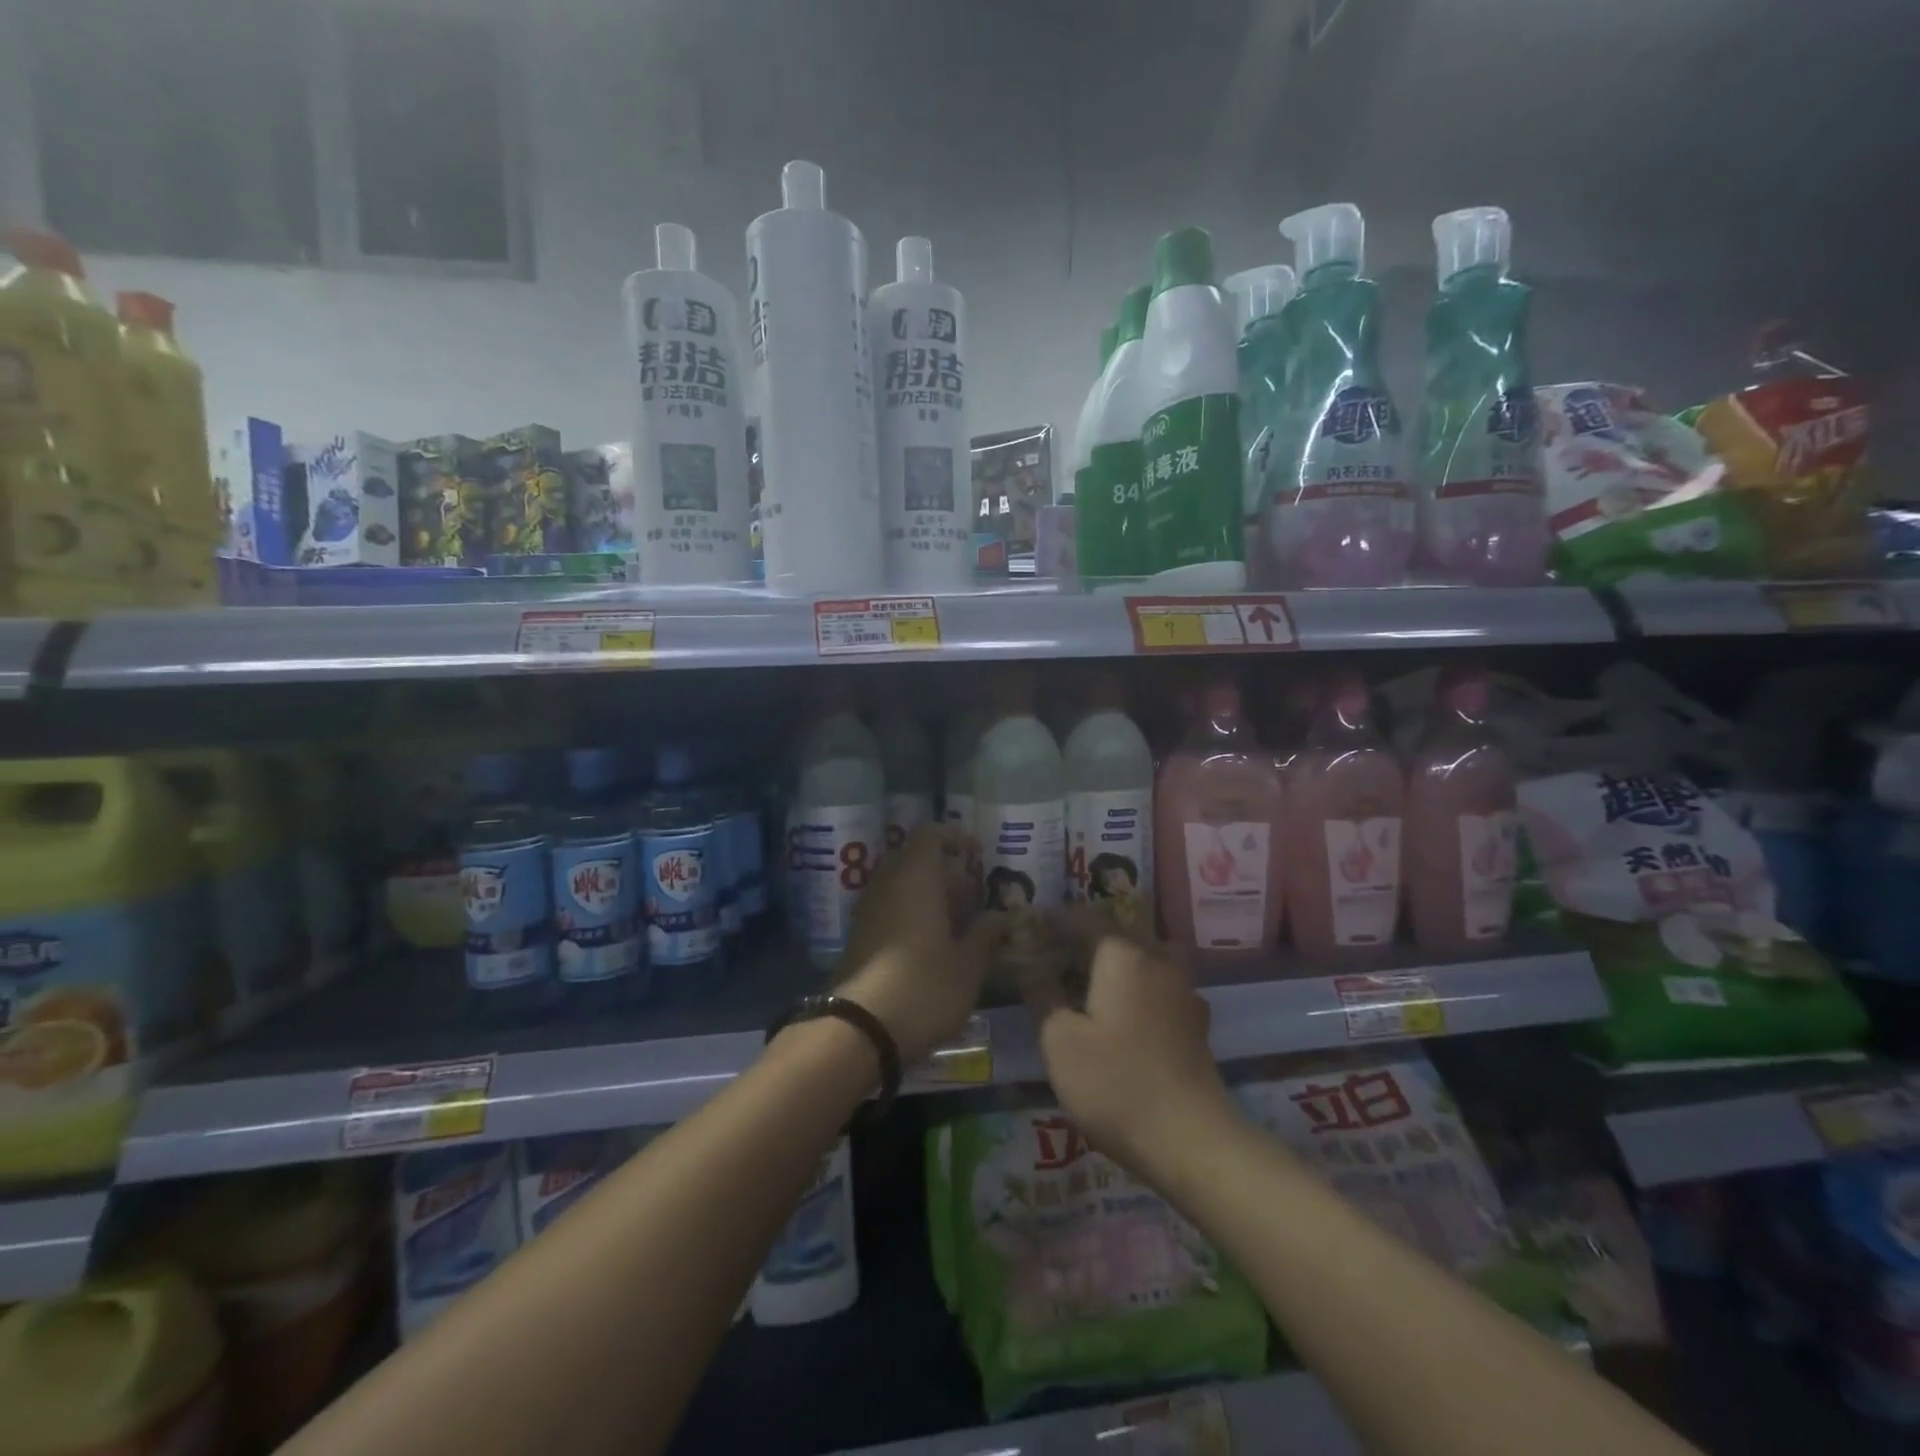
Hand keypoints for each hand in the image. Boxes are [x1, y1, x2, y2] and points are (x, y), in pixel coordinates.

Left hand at [837, 823, 1007, 1064]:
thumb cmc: (923, 988)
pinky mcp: (859, 936)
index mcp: (915, 877)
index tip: (977, 855)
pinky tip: (932, 945)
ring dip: (929, 894)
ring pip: (901, 884)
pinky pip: (889, 907)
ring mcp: (867, 910)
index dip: (955, 837)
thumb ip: (986, 934)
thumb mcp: (968, 965)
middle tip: (973, 896)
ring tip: (958, 924)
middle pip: (915, 858)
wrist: (859, 1030)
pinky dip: (911, 913)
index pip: (930, 834)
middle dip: (945, 871)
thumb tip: (1001, 916)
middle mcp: (886, 884)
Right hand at [1020, 910, 1237, 1176]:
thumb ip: (1043, 994)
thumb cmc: (1115, 1083)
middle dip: (1089, 935)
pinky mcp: (1196, 1021)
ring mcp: (1183, 990)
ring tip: (1096, 975)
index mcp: (1122, 955)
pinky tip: (1130, 1009)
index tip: (1035, 923)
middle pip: (1121, 932)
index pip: (1086, 919)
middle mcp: (1157, 960)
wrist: (1191, 1139)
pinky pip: (1163, 983)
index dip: (1058, 919)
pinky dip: (1142, 983)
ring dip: (1122, 956)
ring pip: (1149, 954)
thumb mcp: (1059, 1040)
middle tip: (1060, 950)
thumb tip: (1034, 966)